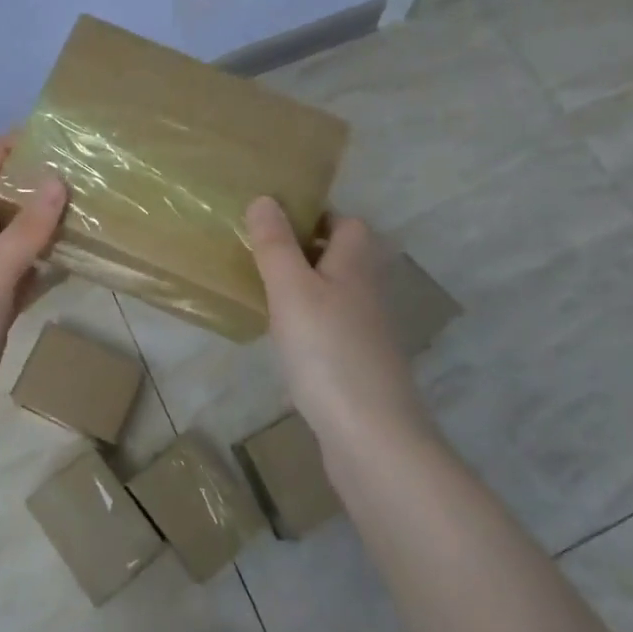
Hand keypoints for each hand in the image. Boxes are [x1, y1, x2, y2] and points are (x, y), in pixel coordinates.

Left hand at [0, 134, 66, 457]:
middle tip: (68, 168)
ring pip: (16, 246)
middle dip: (25, 186)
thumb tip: (56, 179)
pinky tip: (69, 266)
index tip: (30, 132)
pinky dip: (46, 269)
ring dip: (40, 226)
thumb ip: (25, 231)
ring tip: (78, 209)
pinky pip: (26, 283)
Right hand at [246, 197, 426, 450]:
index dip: (315, 217)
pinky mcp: (360, 364)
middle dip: (306, 253)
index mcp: (356, 264)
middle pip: (342, 258)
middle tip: (262, 258)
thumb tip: (264, 198)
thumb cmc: (327, 350)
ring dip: (307, 289)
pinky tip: (286, 342)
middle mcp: (369, 292)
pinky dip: (311, 325)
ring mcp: (368, 331)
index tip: (275, 224)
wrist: (370, 434)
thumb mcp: (291, 289)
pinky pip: (333, 329)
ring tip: (266, 295)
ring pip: (336, 294)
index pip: (346, 222)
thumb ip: (276, 245)